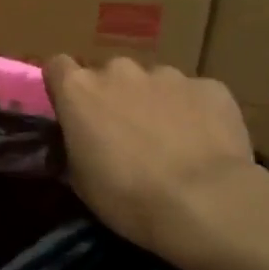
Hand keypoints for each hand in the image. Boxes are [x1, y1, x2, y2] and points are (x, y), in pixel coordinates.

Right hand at [42, 55, 257, 266]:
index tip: (75, 113)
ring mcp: (167, 74)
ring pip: (154, 83)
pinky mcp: (210, 87)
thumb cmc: (128, 196)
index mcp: (79, 90)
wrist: (206, 203)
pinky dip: (195, 113)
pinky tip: (205, 145)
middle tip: (127, 136)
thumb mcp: (80, 181)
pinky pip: (195, 95)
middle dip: (115, 97)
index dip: (65, 88)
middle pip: (110, 75)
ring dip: (155, 104)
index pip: (58, 66)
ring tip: (172, 143)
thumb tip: (80, 140)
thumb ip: (74, 146)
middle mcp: (119, 70)